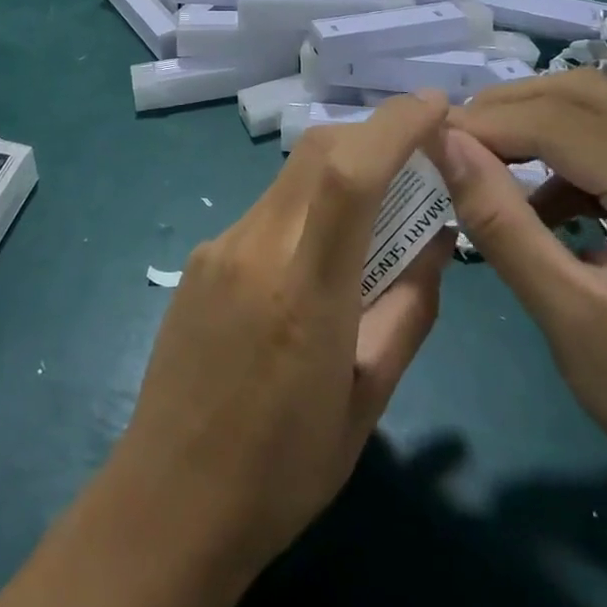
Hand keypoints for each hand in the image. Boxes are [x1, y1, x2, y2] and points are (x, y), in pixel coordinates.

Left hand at [0, 94, 453, 606]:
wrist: (168, 502)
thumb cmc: (283, 470)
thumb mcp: (368, 400)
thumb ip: (409, 308)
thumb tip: (437, 238)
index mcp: (304, 289)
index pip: (350, 173)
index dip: (395, 125)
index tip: (437, 105)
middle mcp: (254, 246)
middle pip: (315, 152)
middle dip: (371, 135)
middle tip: (417, 156)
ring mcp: (218, 246)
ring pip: (291, 178)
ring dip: (340, 173)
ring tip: (376, 214)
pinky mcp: (200, 257)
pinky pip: (266, 210)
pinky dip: (306, 208)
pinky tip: (317, 259)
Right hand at [432, 71, 606, 537]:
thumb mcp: (569, 320)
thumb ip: (500, 222)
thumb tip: (444, 144)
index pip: (566, 124)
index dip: (490, 123)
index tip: (429, 137)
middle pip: (590, 96)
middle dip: (511, 109)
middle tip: (454, 142)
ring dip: (539, 121)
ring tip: (487, 159)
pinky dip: (573, 149)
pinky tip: (545, 197)